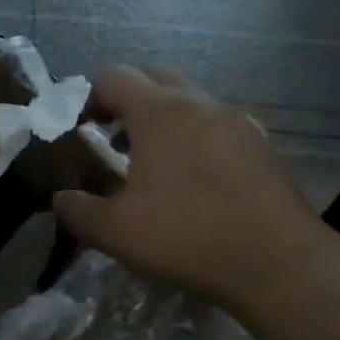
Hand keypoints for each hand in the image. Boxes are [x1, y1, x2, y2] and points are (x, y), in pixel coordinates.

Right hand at [53, 66, 336, 329]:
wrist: (278, 263)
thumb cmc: (187, 237)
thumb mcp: (115, 232)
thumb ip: (77, 211)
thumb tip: (61, 199)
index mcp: (160, 113)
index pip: (114, 76)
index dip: (90, 97)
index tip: (82, 131)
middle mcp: (200, 104)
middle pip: (155, 78)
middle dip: (128, 100)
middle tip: (114, 139)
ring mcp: (237, 122)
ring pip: (191, 101)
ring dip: (164, 119)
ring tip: (153, 164)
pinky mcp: (262, 146)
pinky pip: (218, 126)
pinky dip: (197, 138)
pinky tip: (195, 181)